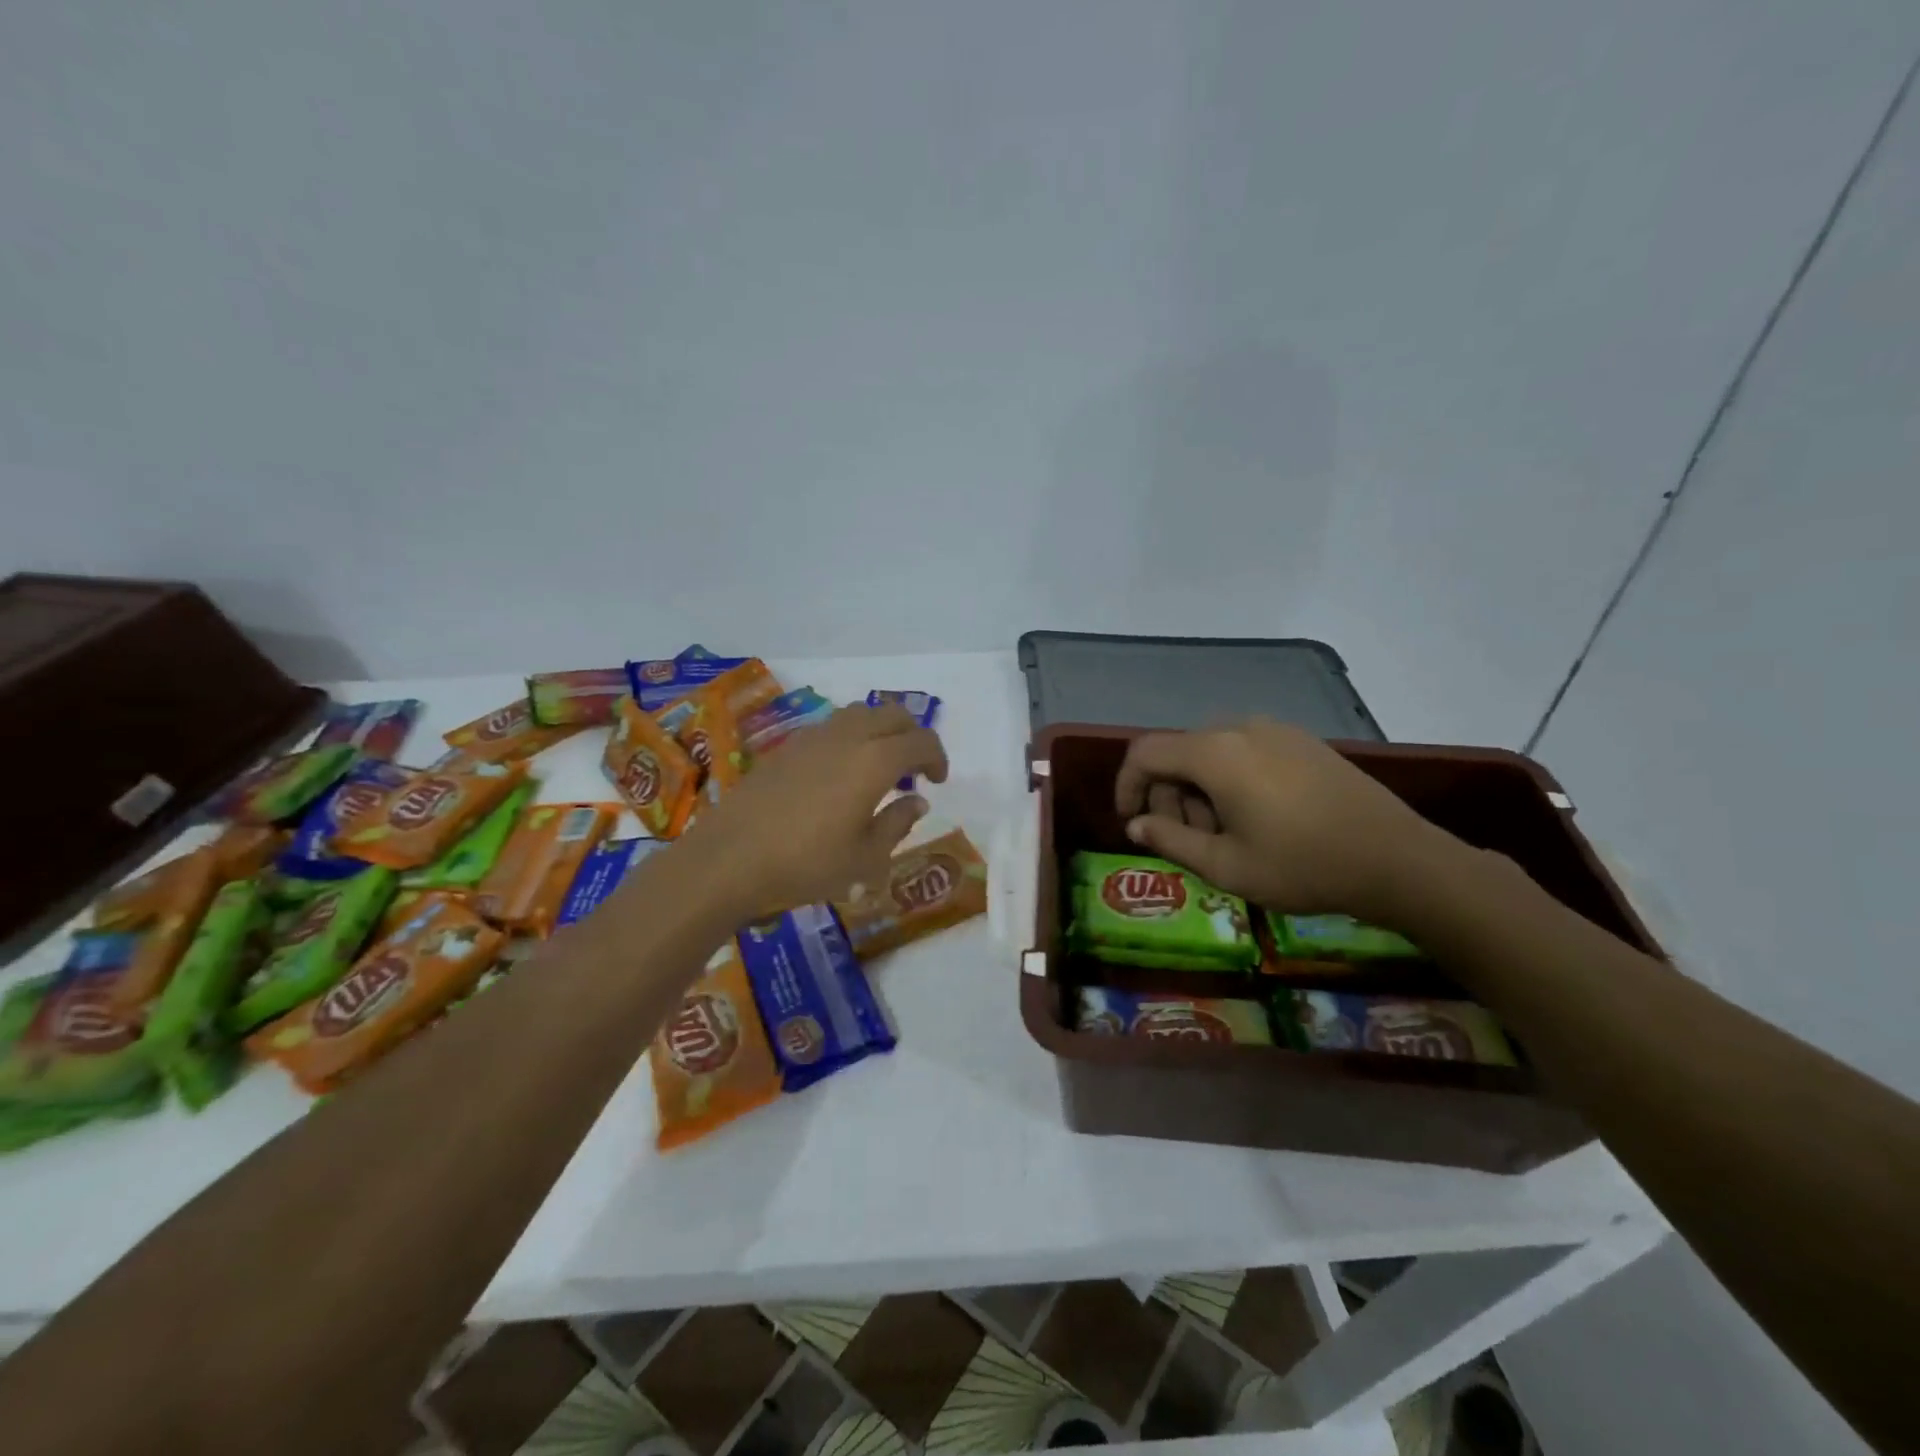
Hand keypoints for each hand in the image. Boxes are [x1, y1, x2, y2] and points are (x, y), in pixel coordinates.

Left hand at [680, 702, 948, 914]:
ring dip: (880, 733)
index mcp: (875, 761)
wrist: (729, 859)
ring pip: (860, 714)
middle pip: (893, 715)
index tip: (937, 782)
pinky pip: (832, 727)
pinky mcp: (786, 747)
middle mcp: (847, 737)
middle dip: (912, 736)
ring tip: (877, 769)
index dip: (937, 758)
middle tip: (913, 771)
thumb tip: (916, 801)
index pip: (921, 740)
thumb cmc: (806, 864)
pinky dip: (850, 739)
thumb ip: (897, 823)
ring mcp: (813, 737)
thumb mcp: (865, 858)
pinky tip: (839, 775)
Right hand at [1115, 719, 1451, 924]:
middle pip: (1178, 752)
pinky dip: (1229, 780)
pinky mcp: (1302, 741)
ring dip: (1199, 790)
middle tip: (1185, 840)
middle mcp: (1240, 728)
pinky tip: (1254, 818)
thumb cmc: (1302, 865)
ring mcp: (1276, 730)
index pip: (1145, 753)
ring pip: (1211, 752)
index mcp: (1215, 753)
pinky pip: (1244, 751)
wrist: (1398, 860)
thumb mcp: (1226, 865)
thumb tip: (1136, 825)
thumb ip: (1170, 839)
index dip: (1127, 786)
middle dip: (1168, 795)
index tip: (1132, 823)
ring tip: (1222, 835)